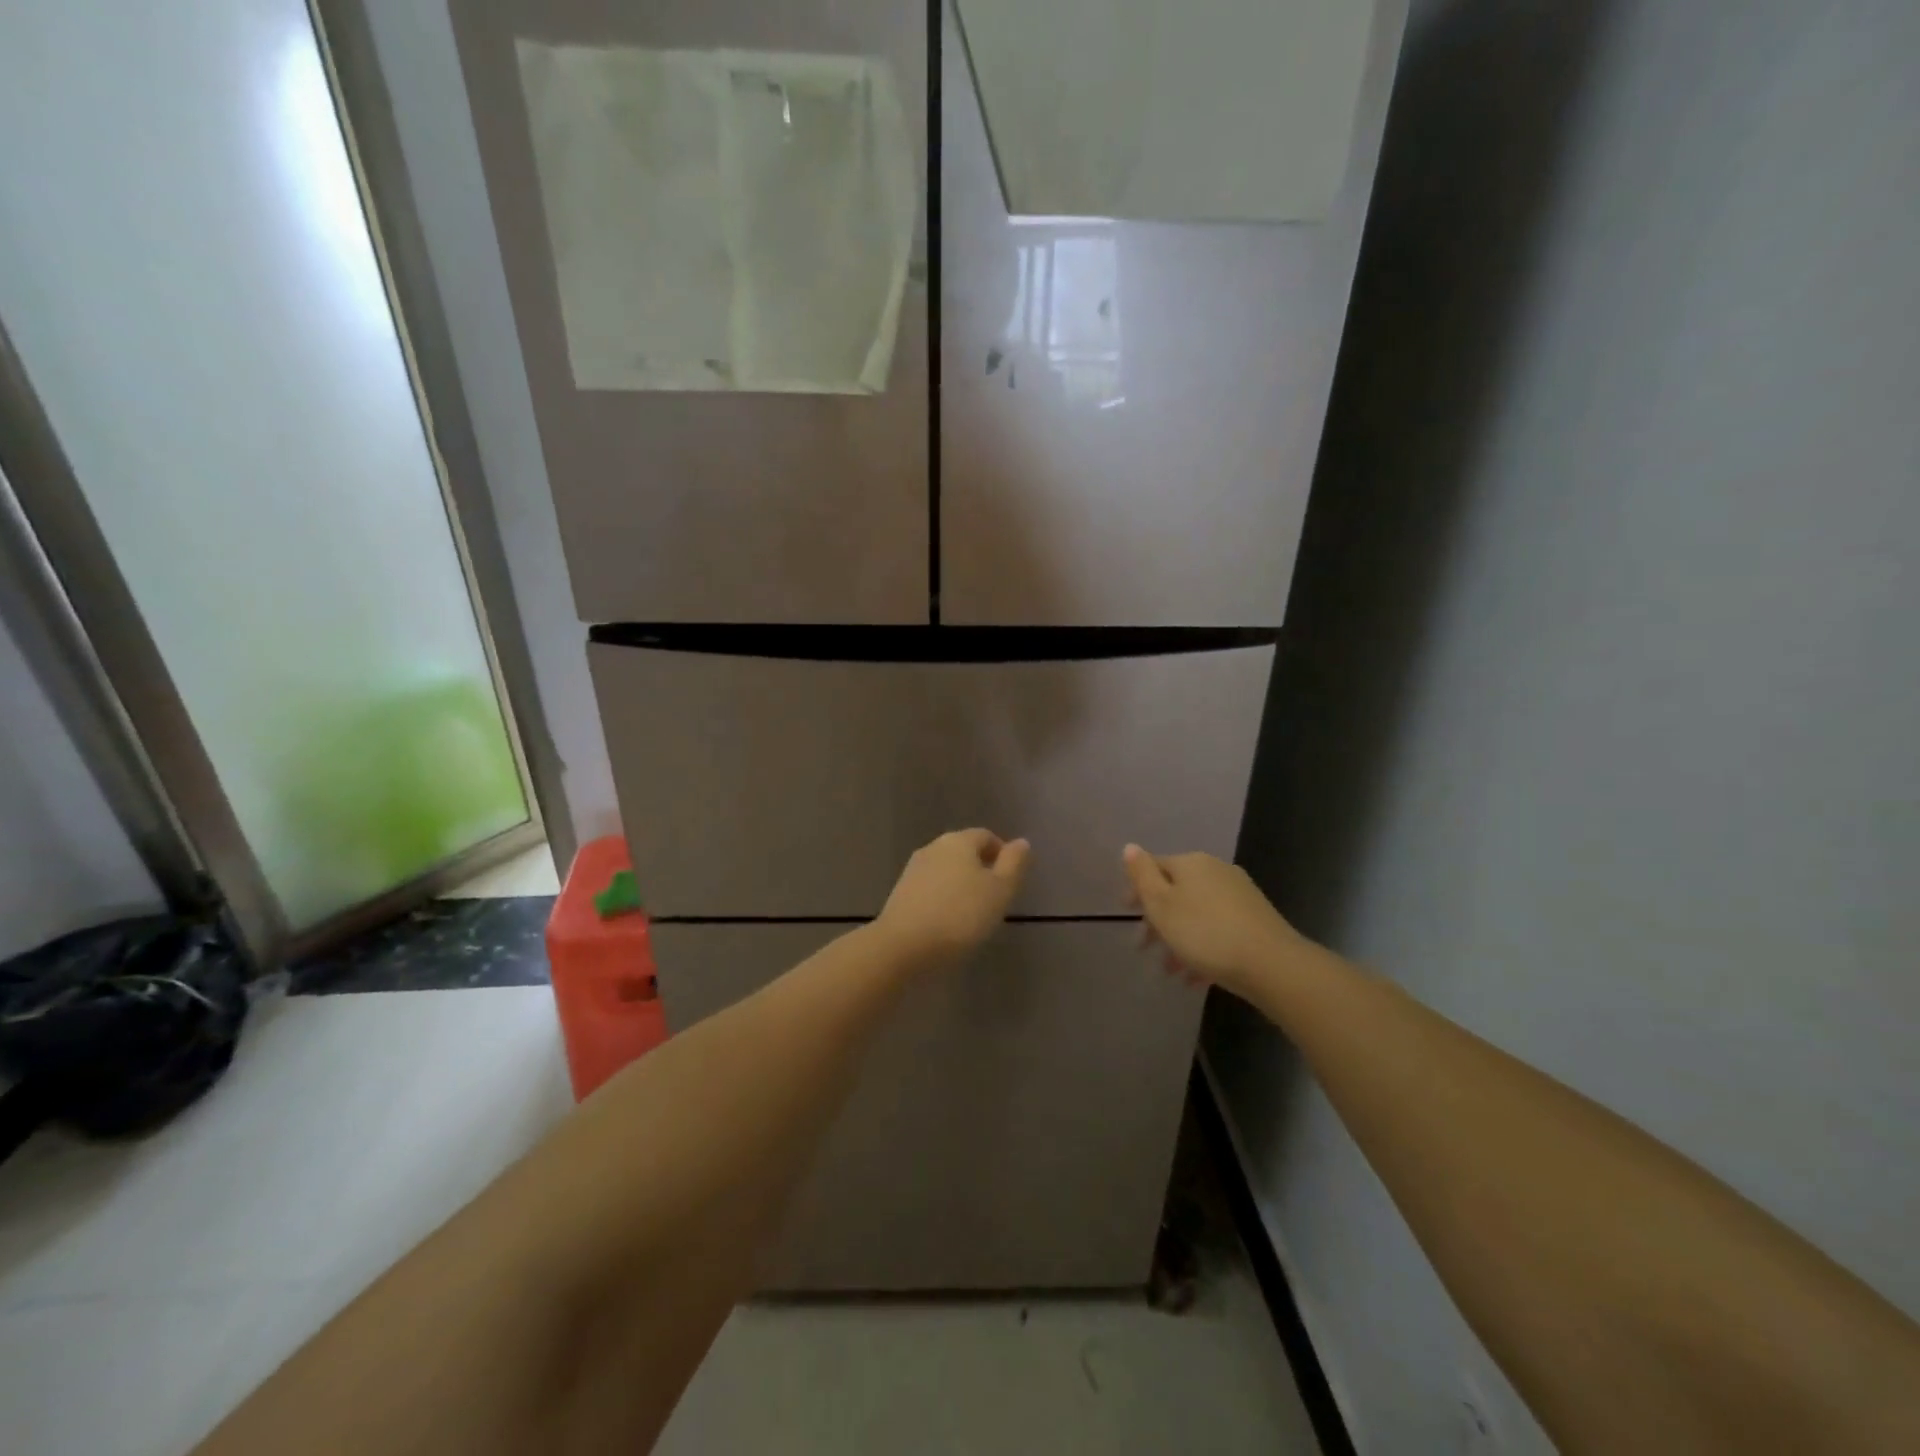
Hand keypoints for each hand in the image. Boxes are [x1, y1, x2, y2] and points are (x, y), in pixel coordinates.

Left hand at [877, 829, 1029, 967]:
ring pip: (946, 870)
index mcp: (959, 841)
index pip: (986, 836)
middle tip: (995, 898)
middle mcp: (933, 847)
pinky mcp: (900, 892)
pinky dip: (943, 898)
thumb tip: (1021, 842)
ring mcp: (913, 869)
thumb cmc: (960, 916)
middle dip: (981, 869)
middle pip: (964, 851)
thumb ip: (1014, 864)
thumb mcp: (1000, 891)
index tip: (1011, 880)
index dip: (1002, 854)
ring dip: (961, 884)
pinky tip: (948, 921)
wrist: (903, 946)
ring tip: (973, 913)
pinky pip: (931, 888)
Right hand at [1123, 845, 1303, 998]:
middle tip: (1143, 947)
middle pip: (1176, 892)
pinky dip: (1202, 948)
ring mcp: (1239, 895)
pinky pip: (1218, 929)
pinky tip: (1196, 977)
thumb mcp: (1162, 905)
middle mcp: (1216, 871)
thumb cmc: (1205, 933)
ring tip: (1170, 971)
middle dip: (1158, 920)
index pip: (1155, 866)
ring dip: (1178, 939)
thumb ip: (1142, 875)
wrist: (1272, 964)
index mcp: (1191, 863)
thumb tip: (1130, 847)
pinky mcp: (1255, 920)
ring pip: (1197, 914)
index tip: (1126, 913)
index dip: (1137, 888)